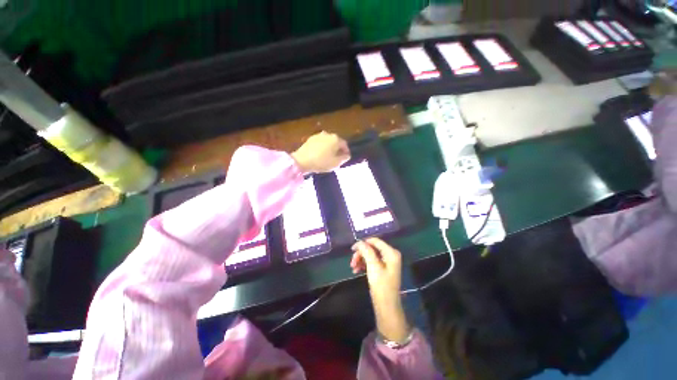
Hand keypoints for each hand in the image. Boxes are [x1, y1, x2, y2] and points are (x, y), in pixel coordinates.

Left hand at [291, 131, 349, 173]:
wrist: (302, 160)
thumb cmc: (322, 162)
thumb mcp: (336, 163)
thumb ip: (344, 158)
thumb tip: (347, 155)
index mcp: (336, 139)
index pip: (345, 145)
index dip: (346, 152)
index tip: (345, 158)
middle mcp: (328, 134)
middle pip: (336, 142)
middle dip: (337, 150)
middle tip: (337, 158)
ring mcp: (318, 135)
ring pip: (327, 142)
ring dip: (329, 148)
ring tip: (328, 157)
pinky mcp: (310, 139)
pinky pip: (320, 143)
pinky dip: (322, 148)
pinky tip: (320, 155)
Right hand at [351, 238, 410, 343]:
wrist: (386, 307)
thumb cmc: (381, 286)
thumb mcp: (373, 266)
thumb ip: (366, 251)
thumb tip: (359, 242)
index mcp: (391, 252)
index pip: (375, 241)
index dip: (363, 243)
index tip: (352, 249)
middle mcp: (390, 254)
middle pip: (372, 248)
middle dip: (361, 254)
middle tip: (352, 262)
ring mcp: (387, 262)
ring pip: (370, 255)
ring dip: (360, 259)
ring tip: (353, 268)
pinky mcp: (383, 268)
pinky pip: (371, 261)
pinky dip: (363, 264)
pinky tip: (356, 270)